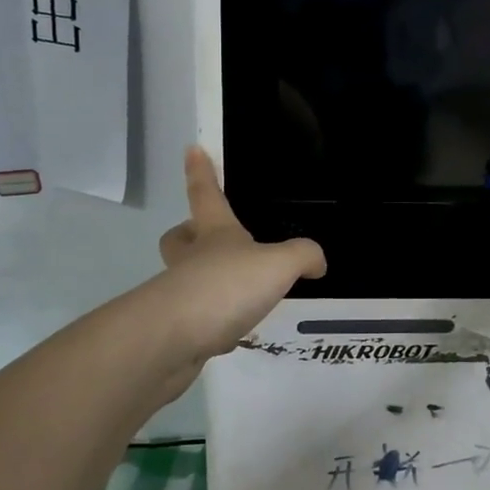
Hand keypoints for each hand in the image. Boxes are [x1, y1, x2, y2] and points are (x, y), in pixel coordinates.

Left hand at [145, 147, 325, 393]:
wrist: (172, 339)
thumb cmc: (226, 286)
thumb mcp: (278, 264)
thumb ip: (302, 256)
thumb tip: (317, 261)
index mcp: (214, 234)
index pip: (206, 194)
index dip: (201, 171)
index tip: (191, 149)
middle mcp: (191, 259)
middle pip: (179, 238)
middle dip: (188, 234)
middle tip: (204, 238)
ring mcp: (178, 295)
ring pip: (185, 278)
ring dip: (204, 281)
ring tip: (237, 296)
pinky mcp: (174, 330)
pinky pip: (194, 318)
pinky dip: (210, 322)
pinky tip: (230, 333)